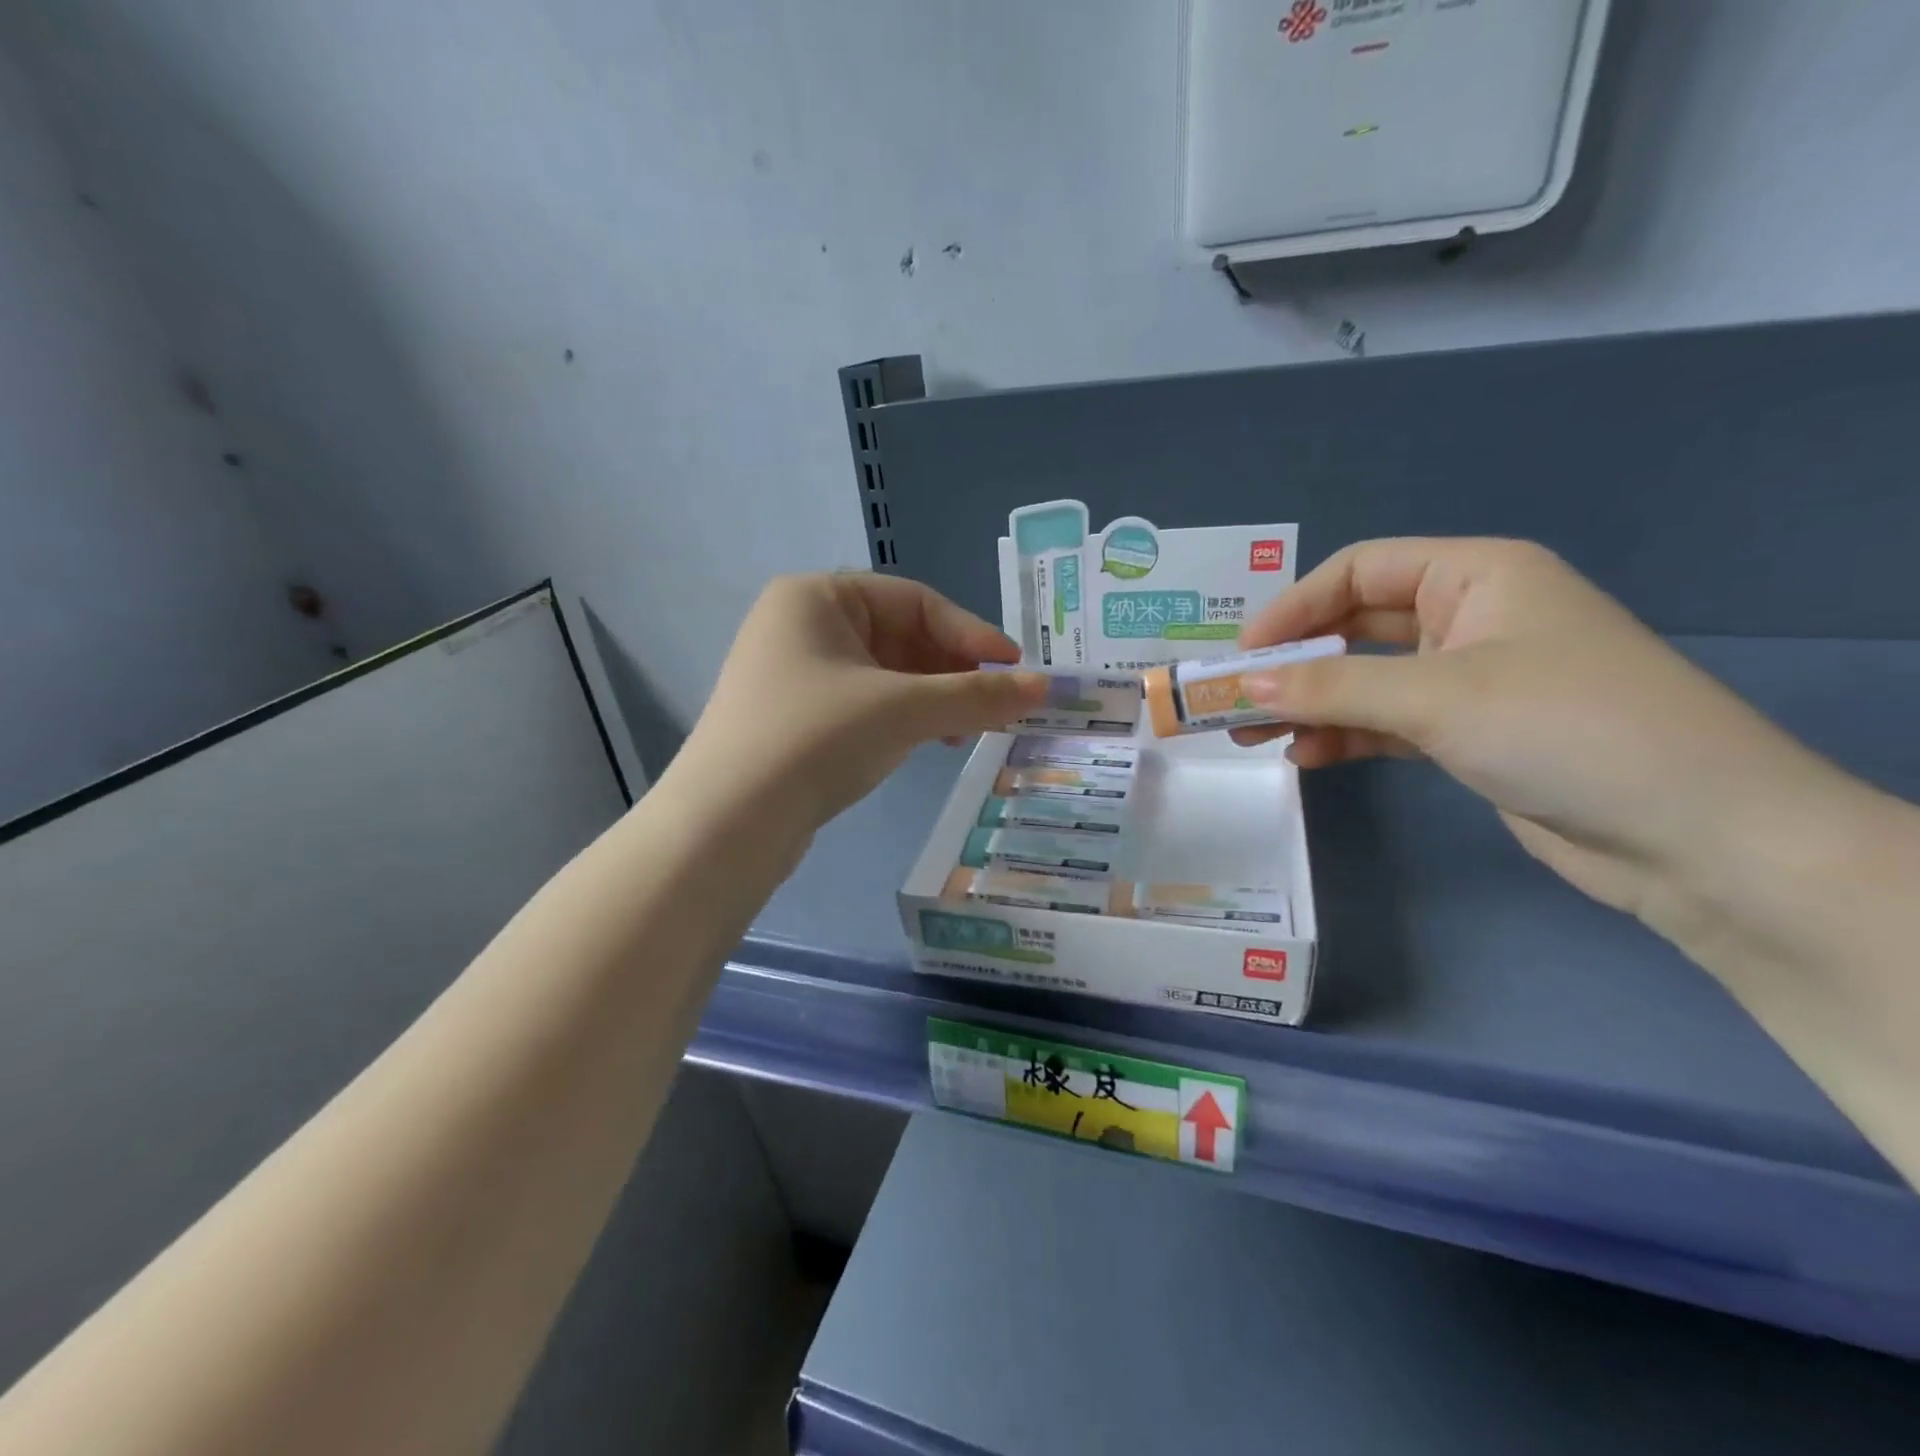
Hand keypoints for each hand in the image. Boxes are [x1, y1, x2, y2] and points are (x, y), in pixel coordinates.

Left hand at [678, 573, 1045, 829]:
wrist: (729, 822)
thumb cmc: (817, 737)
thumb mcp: (904, 709)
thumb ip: (976, 696)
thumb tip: (1044, 687)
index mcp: (818, 596)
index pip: (915, 601)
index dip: (971, 634)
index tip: (1016, 669)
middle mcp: (801, 624)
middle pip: (900, 636)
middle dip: (952, 672)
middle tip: (995, 707)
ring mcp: (794, 673)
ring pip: (885, 674)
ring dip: (932, 698)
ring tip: (965, 731)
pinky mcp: (795, 717)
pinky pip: (864, 703)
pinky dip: (902, 718)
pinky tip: (927, 743)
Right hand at [1233, 539, 1856, 936]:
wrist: (1694, 836)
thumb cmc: (1565, 727)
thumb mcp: (1435, 696)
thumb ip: (1331, 686)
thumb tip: (1242, 686)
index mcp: (1475, 576)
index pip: (1358, 570)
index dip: (1292, 607)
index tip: (1242, 655)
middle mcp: (1470, 617)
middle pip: (1354, 627)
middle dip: (1292, 663)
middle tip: (1233, 701)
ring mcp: (1470, 679)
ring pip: (1364, 680)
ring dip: (1309, 705)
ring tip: (1251, 737)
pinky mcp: (1469, 734)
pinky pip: (1386, 723)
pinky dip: (1344, 736)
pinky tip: (1305, 758)